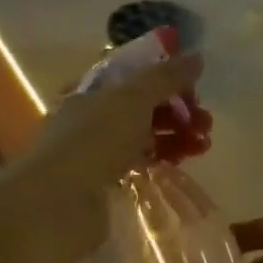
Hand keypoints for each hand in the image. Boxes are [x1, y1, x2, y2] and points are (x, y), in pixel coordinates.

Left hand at [8, 52, 207, 261]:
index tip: (195, 85)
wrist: (56, 205)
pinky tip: (183, 161)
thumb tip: (196, 57)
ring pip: (145, 134)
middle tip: (205, 122)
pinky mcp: (106, 182)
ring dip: (176, 134)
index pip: (135, 73)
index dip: (166, 75)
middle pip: (143, 105)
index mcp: (93, 88)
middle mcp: (93, 116)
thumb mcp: (133, 98)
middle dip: (178, 108)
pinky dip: (163, 158)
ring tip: (203, 144)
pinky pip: (141, 162)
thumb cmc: (93, 141)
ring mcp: (98, 150)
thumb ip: (166, 76)